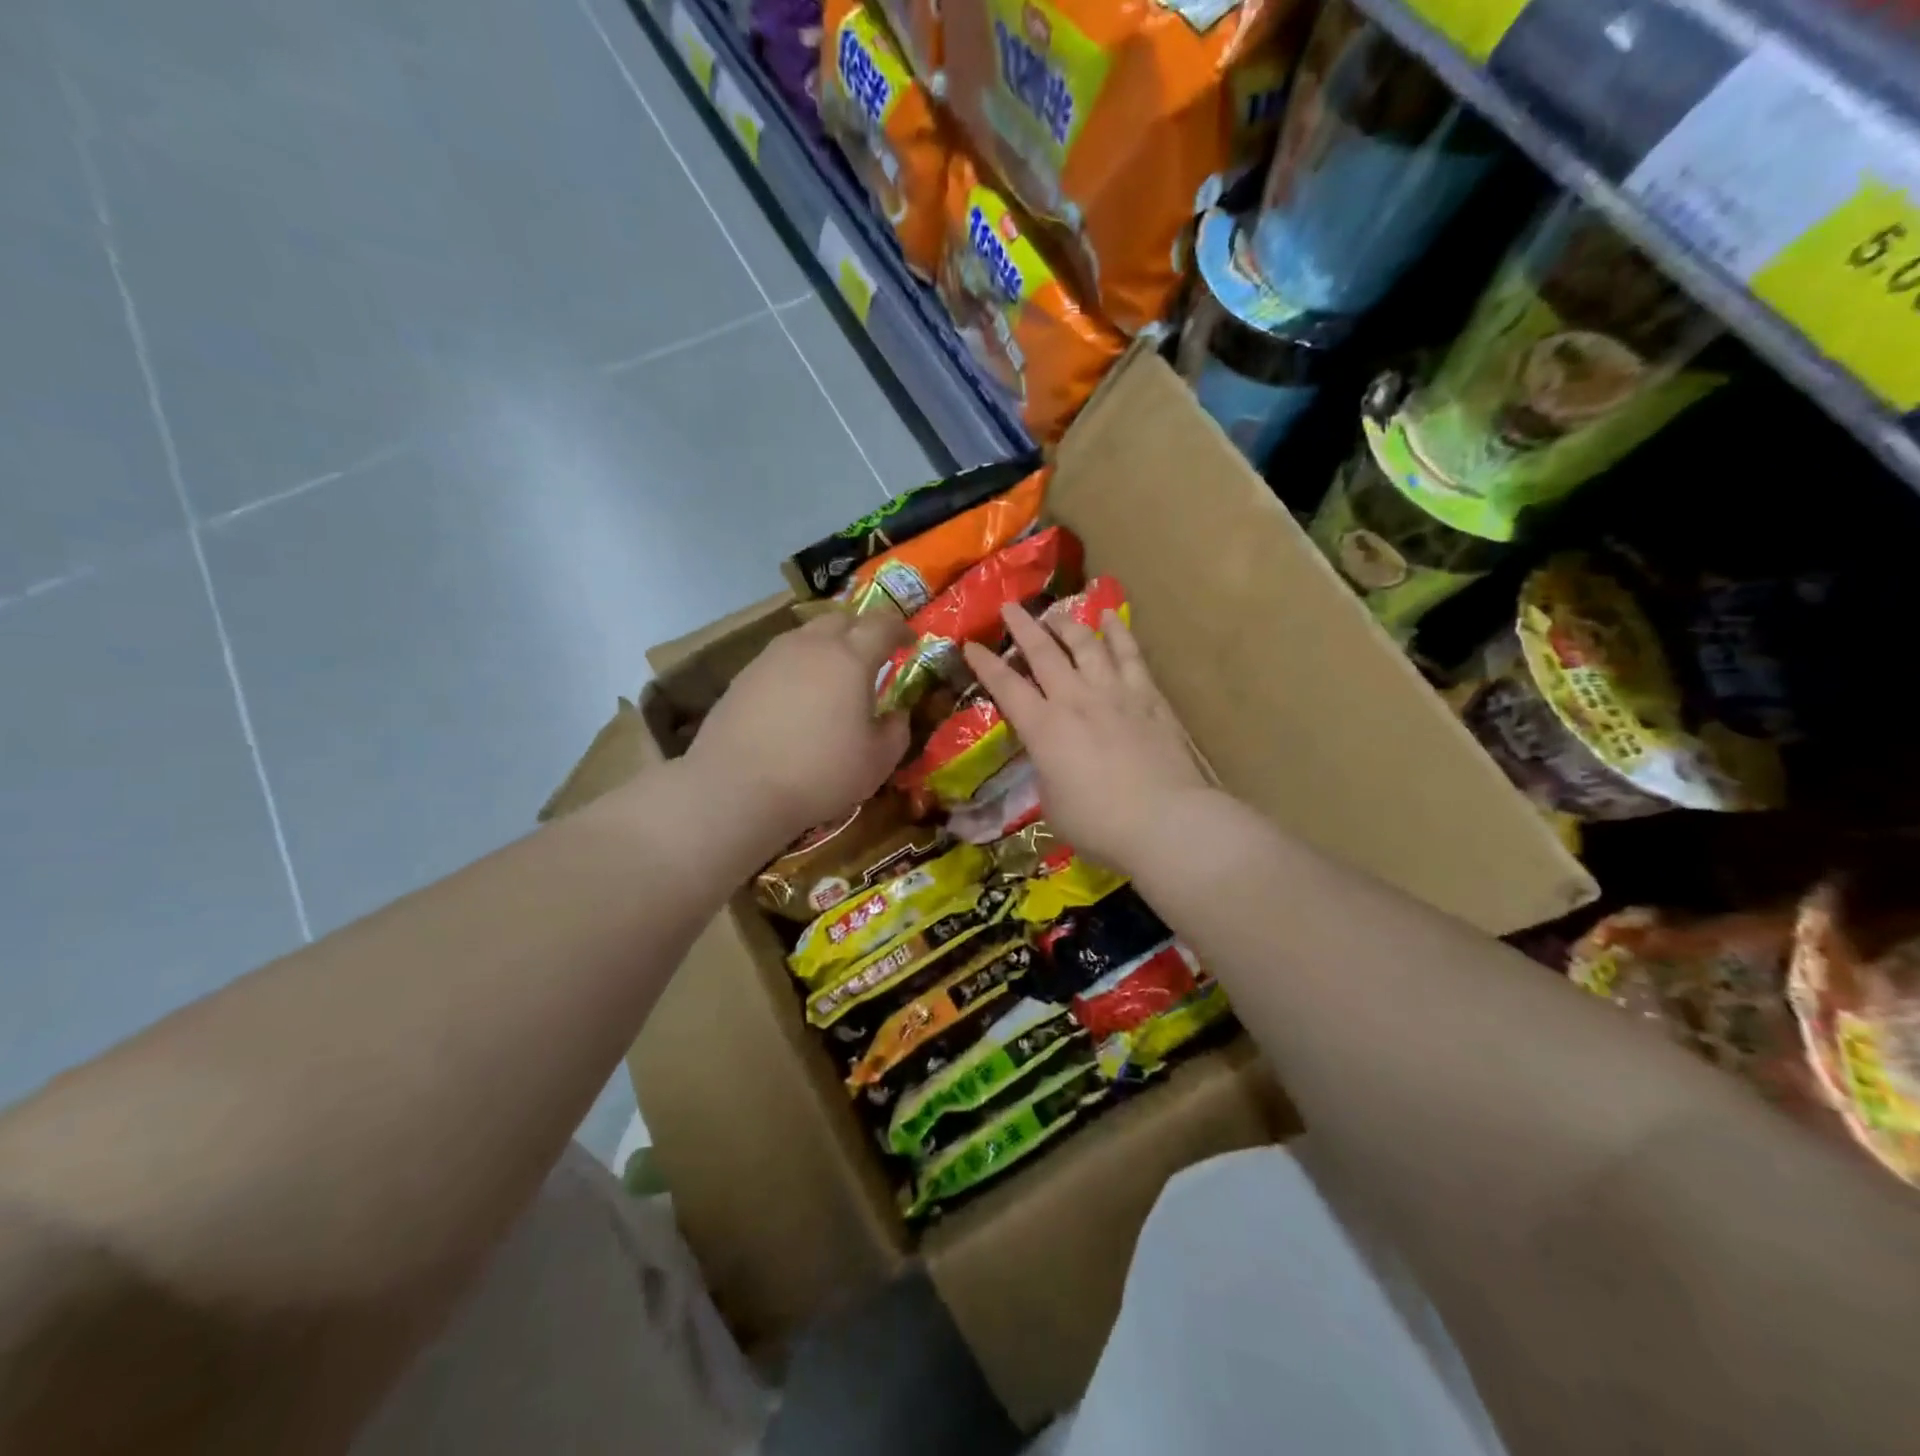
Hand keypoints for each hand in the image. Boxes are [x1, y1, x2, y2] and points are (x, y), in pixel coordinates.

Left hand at [687, 608, 912, 847]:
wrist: (737, 788)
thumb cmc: (820, 773)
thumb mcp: (877, 762)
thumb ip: (896, 731)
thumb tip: (897, 714)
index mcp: (850, 658)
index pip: (882, 625)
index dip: (899, 629)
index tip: (909, 641)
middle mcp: (810, 646)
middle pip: (841, 619)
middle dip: (861, 630)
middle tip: (872, 654)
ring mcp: (771, 657)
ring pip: (806, 636)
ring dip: (826, 646)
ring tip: (833, 675)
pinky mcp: (743, 676)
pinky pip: (780, 659)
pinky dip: (797, 668)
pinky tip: (797, 698)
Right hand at [962, 603, 1209, 872]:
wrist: (1166, 821)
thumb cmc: (1099, 825)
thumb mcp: (1053, 805)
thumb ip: (1047, 774)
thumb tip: (1052, 761)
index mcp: (1044, 728)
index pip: (1006, 687)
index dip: (985, 665)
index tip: (970, 644)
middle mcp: (1075, 700)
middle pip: (1044, 653)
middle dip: (1022, 627)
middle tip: (1009, 607)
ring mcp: (1114, 694)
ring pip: (1086, 645)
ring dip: (1067, 625)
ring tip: (1055, 613)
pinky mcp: (1148, 698)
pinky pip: (1130, 656)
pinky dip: (1117, 633)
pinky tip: (1109, 618)